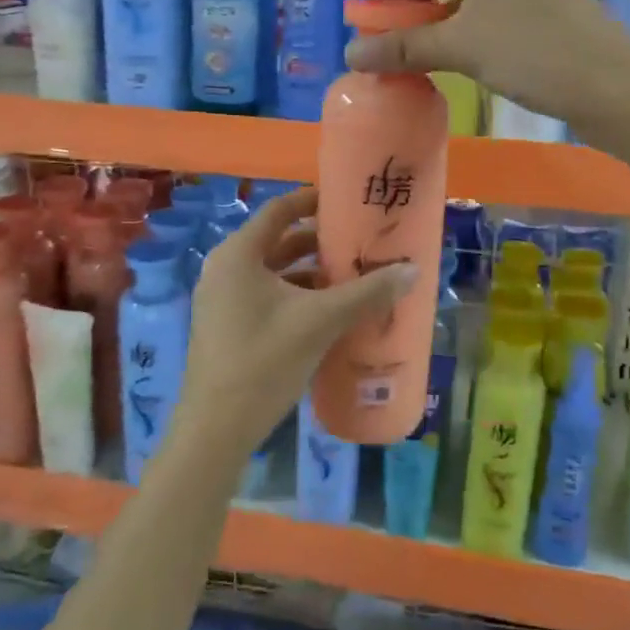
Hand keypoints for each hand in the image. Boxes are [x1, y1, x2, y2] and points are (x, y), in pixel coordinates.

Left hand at [170, 189, 415, 468]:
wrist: (216, 428)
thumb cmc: (264, 361)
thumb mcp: (320, 322)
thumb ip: (367, 293)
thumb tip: (413, 270)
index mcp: (239, 254)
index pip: (279, 209)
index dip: (313, 200)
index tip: (348, 200)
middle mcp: (225, 268)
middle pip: (278, 240)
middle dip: (319, 242)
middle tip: (360, 242)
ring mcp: (222, 298)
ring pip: (273, 272)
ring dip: (310, 272)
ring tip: (352, 277)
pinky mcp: (226, 325)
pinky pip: (265, 296)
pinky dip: (295, 295)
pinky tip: (328, 312)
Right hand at [344, 0, 629, 129]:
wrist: (612, 87)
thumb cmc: (532, 52)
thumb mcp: (461, 46)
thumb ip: (405, 47)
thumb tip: (351, 54)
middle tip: (382, 17)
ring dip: (438, 12)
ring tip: (410, 34)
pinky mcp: (550, 9)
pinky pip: (492, 8)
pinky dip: (464, 23)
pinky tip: (452, 46)